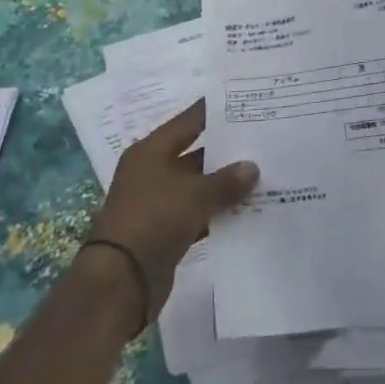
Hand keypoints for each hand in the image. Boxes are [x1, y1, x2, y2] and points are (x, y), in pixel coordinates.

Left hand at [82, 101, 257, 325]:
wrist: (120, 282)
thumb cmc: (153, 220)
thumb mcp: (194, 194)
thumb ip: (226, 180)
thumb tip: (252, 167)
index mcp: (150, 151)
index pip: (189, 121)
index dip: (215, 111)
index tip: (245, 101)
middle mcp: (152, 172)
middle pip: (196, 153)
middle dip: (227, 150)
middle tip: (263, 138)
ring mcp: (158, 203)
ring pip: (199, 185)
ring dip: (225, 184)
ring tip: (263, 173)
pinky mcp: (166, 231)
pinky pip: (199, 213)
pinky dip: (218, 212)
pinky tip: (248, 209)